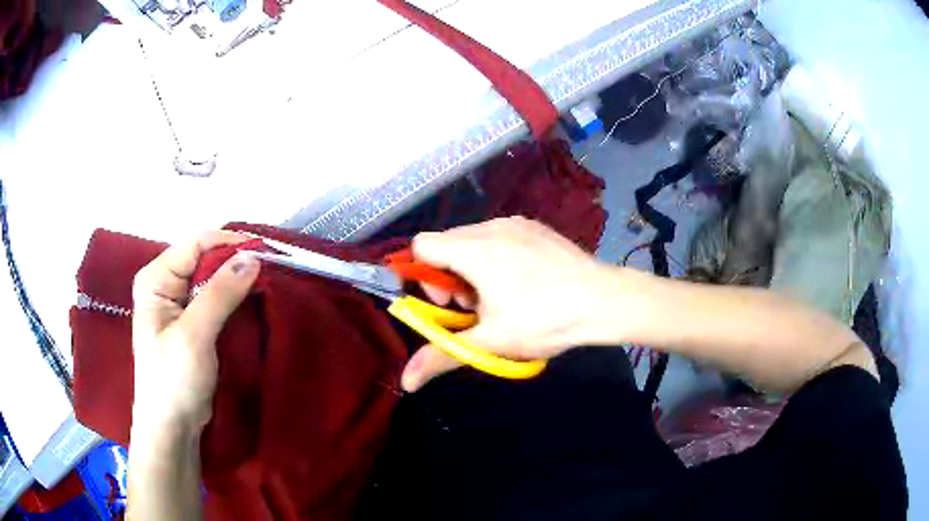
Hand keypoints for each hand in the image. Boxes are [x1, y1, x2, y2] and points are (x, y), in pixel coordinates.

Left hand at [130, 231, 259, 433]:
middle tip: (270, 269)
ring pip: (212, 279)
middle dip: (235, 262)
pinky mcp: (191, 323)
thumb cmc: (174, 380)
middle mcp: (165, 284)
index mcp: (156, 279)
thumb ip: (220, 293)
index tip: (265, 251)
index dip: (229, 244)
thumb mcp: (194, 335)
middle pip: (204, 259)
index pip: (195, 245)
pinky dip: (234, 299)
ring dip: (237, 281)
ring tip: (267, 283)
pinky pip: (215, 299)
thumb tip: (252, 257)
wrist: (172, 426)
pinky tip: (253, 301)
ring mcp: (178, 304)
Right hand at [401, 217, 614, 391]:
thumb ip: (442, 356)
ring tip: (504, 297)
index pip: (421, 245)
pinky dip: (496, 257)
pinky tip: (523, 282)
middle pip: (446, 244)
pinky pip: (499, 236)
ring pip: (473, 241)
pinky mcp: (535, 227)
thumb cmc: (546, 320)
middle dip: (451, 278)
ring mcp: (516, 223)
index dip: (425, 277)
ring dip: (474, 268)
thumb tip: (406, 382)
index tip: (451, 304)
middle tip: (479, 307)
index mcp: (474, 249)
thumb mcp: (491, 342)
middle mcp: (490, 227)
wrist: (606, 300)